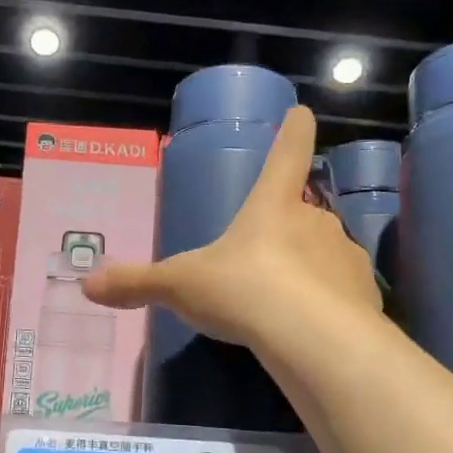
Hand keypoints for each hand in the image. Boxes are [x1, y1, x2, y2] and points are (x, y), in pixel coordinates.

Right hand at [82, 105, 381, 347]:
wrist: (311, 338)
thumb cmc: (242, 291)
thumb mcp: (181, 286)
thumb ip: (137, 284)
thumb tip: (87, 285)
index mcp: (271, 206)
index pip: (286, 154)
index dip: (293, 133)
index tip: (303, 114)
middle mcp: (315, 221)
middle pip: (303, 213)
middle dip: (287, 231)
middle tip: (264, 263)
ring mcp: (345, 256)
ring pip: (325, 255)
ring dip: (309, 270)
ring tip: (286, 305)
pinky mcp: (365, 295)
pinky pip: (343, 293)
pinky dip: (330, 305)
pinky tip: (311, 330)